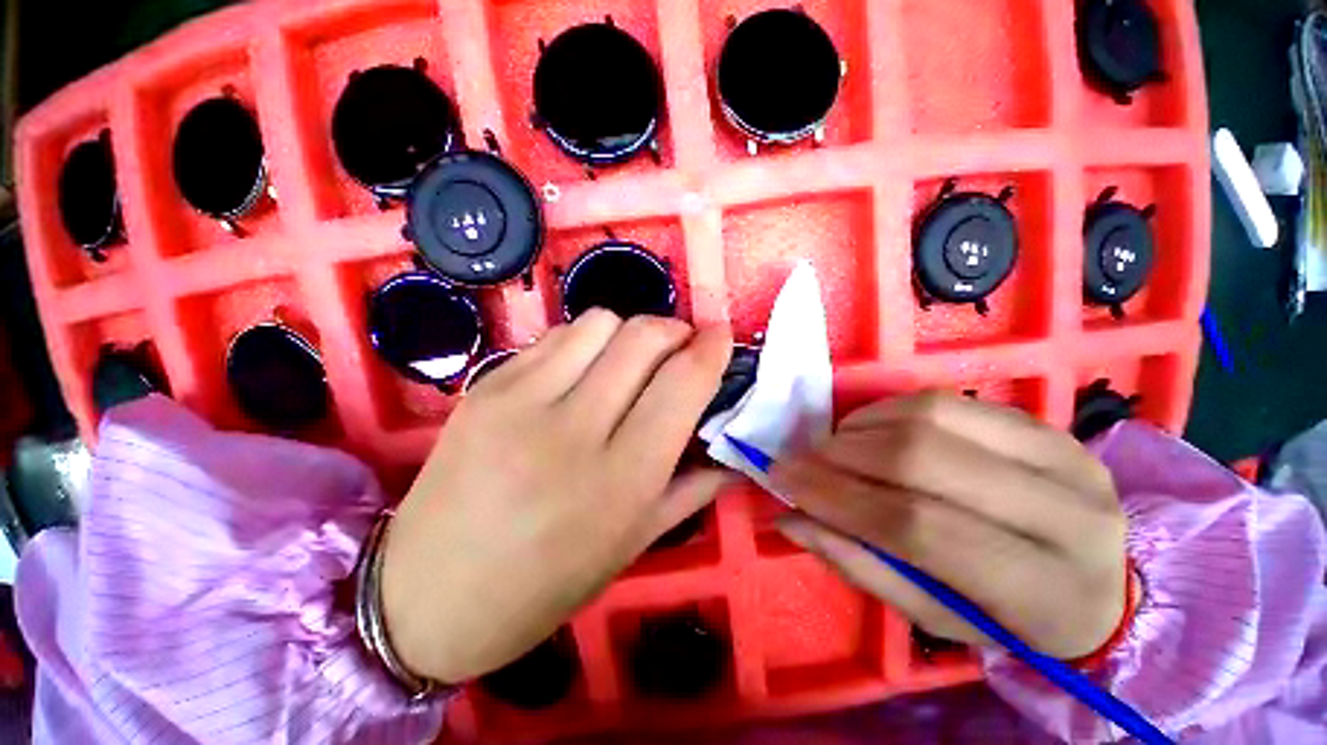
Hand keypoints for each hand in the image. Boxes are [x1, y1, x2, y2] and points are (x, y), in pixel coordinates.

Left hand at [380, 311, 733, 682]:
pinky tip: (582, 370)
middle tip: (679, 349)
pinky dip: (586, 341)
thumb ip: (691, 489)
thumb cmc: (543, 587)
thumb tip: (731, 450)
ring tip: (628, 361)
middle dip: (674, 330)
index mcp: (620, 479)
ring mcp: (522, 400)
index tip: (721, 336)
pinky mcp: (487, 386)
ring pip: (600, 322)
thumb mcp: (632, 545)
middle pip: (642, 336)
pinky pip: (556, 336)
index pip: (682, 384)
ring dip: (629, 332)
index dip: (711, 349)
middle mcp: (573, 428)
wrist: (426, 595)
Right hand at [771, 392, 1129, 659]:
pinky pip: (945, 400)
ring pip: (932, 416)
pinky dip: (888, 412)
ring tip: (834, 449)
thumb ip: (861, 565)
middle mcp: (1067, 512)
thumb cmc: (1010, 619)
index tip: (784, 480)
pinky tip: (869, 432)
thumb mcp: (934, 616)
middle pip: (923, 458)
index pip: (919, 527)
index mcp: (1046, 591)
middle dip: (842, 455)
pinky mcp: (1044, 424)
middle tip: (802, 462)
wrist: (1097, 583)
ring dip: (861, 428)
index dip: (840, 499)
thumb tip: (792, 519)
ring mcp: (1064, 455)